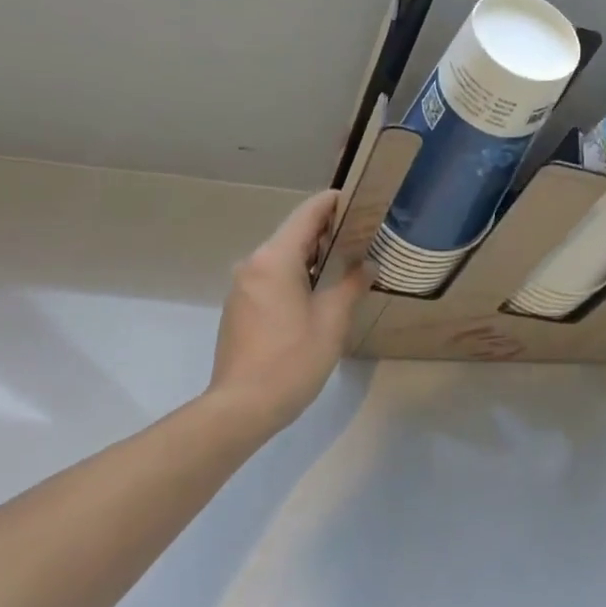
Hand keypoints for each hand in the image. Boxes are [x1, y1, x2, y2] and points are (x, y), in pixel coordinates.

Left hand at [208, 191, 369, 432]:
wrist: (242, 406)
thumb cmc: (292, 359)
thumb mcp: (332, 320)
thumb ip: (351, 285)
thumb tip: (366, 266)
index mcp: (275, 259)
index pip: (307, 214)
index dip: (332, 203)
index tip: (358, 200)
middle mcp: (253, 264)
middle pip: (293, 234)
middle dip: (327, 231)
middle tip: (363, 235)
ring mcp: (242, 286)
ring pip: (282, 257)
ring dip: (312, 256)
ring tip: (346, 263)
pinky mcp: (239, 307)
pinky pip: (271, 278)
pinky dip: (296, 275)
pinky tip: (318, 292)